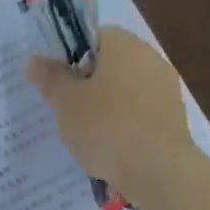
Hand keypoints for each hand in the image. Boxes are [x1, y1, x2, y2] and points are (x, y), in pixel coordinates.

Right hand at [26, 27, 195, 205]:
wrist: (158, 172)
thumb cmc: (106, 126)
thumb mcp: (66, 102)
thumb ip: (51, 78)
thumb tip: (35, 60)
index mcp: (123, 44)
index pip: (93, 37)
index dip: (71, 57)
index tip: (58, 82)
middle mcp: (150, 58)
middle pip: (110, 64)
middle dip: (88, 84)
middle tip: (67, 109)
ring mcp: (166, 89)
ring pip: (126, 90)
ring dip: (107, 106)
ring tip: (86, 135)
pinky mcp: (175, 119)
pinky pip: (140, 114)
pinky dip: (125, 125)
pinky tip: (111, 148)